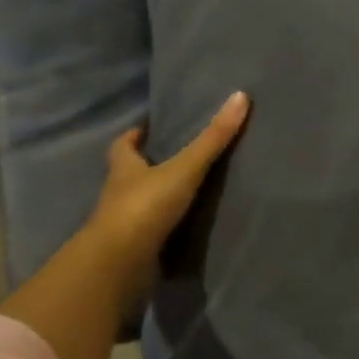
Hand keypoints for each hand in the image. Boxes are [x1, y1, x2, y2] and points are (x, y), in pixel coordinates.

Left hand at [82, 92, 250, 271]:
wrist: (120, 262)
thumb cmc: (145, 206)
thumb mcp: (184, 168)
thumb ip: (212, 138)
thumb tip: (240, 96)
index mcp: (123, 168)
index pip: (123, 145)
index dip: (134, 136)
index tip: (147, 129)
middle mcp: (118, 193)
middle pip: (130, 173)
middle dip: (147, 166)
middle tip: (175, 158)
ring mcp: (124, 223)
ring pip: (140, 204)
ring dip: (157, 198)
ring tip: (188, 192)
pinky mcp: (134, 249)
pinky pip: (152, 233)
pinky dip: (165, 228)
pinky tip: (186, 227)